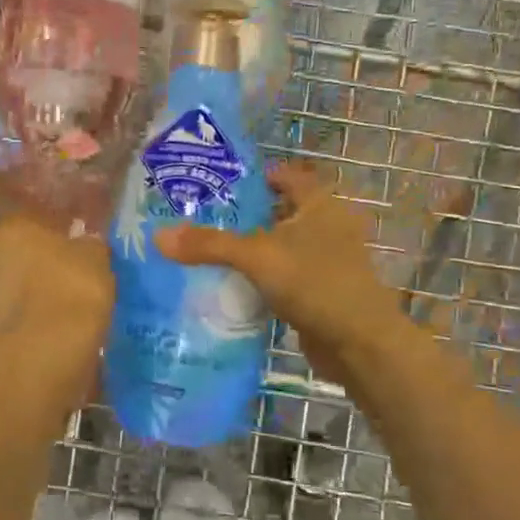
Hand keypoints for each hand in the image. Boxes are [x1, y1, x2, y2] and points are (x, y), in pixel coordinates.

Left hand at [0, 212, 112, 392]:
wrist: (45, 358)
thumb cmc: (71, 291)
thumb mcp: (96, 257)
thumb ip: (93, 244)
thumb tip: (89, 243)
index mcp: (16, 229)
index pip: (46, 218)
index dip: (72, 228)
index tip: (94, 240)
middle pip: (39, 254)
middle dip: (64, 262)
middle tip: (98, 271)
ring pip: (39, 287)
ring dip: (61, 293)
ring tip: (96, 301)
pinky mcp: (7, 332)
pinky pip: (41, 316)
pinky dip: (58, 319)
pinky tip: (82, 325)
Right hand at [155, 165, 402, 385]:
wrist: (360, 343)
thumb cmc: (315, 283)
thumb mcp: (257, 257)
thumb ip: (209, 245)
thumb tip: (159, 236)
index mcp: (320, 205)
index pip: (289, 176)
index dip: (260, 176)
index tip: (224, 183)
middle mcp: (329, 226)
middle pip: (284, 211)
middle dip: (250, 214)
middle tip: (207, 217)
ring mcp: (329, 261)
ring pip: (285, 246)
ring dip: (257, 248)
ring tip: (213, 250)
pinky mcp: (324, 292)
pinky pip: (288, 275)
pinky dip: (266, 277)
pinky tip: (237, 286)